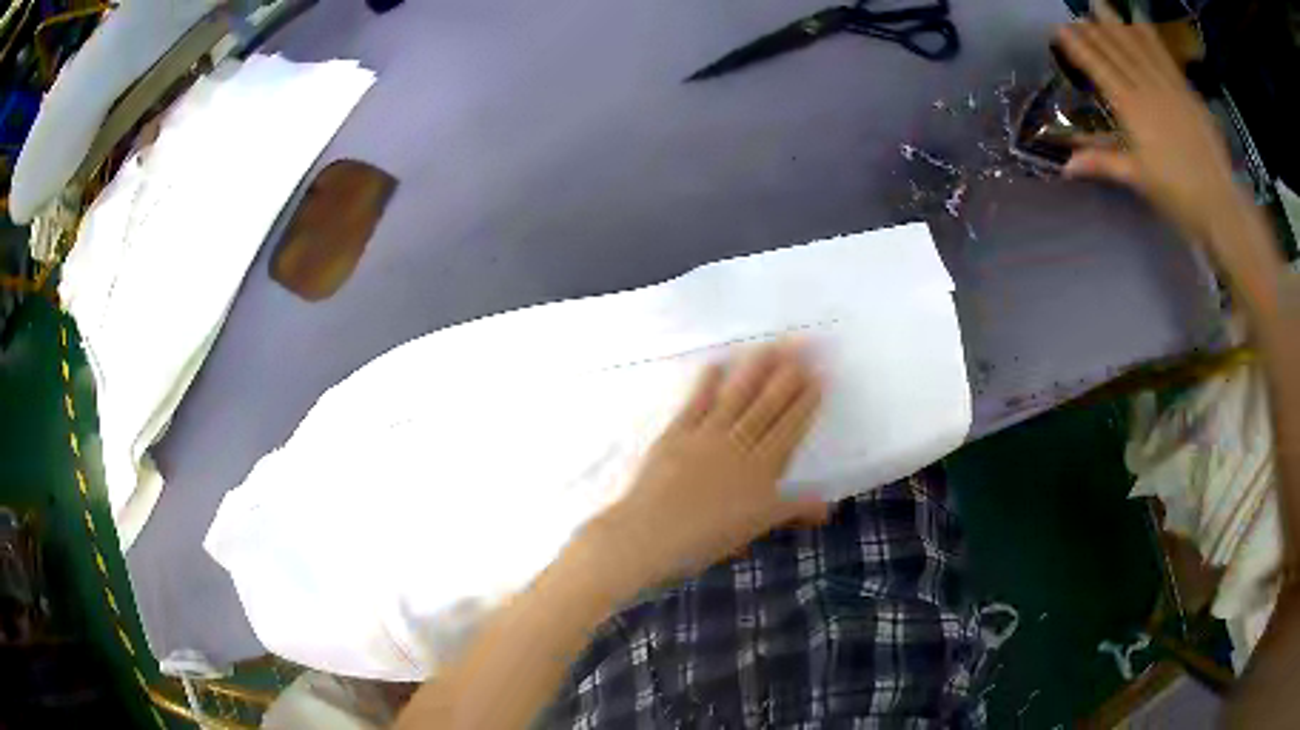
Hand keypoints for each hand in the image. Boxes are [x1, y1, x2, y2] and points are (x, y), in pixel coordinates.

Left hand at [585, 343, 827, 591]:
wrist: (651, 536)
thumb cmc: (706, 539)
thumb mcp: (755, 528)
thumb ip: (792, 511)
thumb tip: (828, 508)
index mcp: (761, 469)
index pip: (789, 428)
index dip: (805, 402)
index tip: (819, 375)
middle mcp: (738, 445)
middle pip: (768, 406)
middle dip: (787, 375)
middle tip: (803, 345)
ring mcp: (705, 436)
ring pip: (737, 397)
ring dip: (755, 370)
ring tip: (770, 345)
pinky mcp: (676, 434)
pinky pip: (696, 403)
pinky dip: (707, 384)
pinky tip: (717, 364)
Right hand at [1056, 7, 1242, 242]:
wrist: (1220, 202)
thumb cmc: (1178, 196)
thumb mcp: (1139, 180)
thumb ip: (1103, 163)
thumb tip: (1065, 165)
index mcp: (1131, 108)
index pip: (1099, 68)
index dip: (1079, 47)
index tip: (1060, 29)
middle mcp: (1146, 87)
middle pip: (1116, 51)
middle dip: (1094, 30)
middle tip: (1077, 12)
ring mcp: (1169, 85)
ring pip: (1138, 46)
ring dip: (1117, 23)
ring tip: (1100, 4)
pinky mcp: (1187, 91)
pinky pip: (1164, 55)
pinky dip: (1150, 36)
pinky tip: (1139, 20)